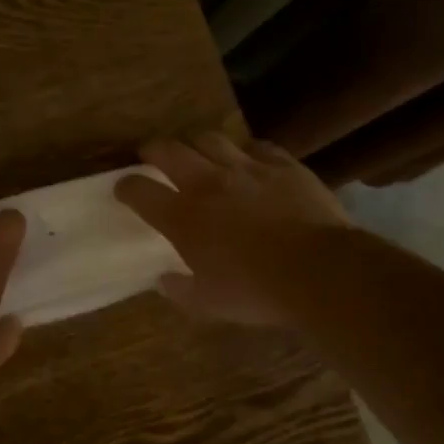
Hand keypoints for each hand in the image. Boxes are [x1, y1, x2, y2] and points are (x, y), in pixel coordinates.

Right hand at [115, 133, 353, 326]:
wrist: (321, 271)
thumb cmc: (256, 292)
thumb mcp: (209, 303)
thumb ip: (180, 290)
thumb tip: (163, 281)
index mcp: (183, 217)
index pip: (140, 191)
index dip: (126, 186)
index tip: (122, 188)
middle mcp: (208, 184)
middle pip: (170, 151)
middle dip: (153, 149)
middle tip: (150, 153)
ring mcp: (247, 169)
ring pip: (211, 139)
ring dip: (196, 143)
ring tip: (196, 150)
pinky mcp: (283, 165)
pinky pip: (258, 147)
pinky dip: (246, 151)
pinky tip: (249, 159)